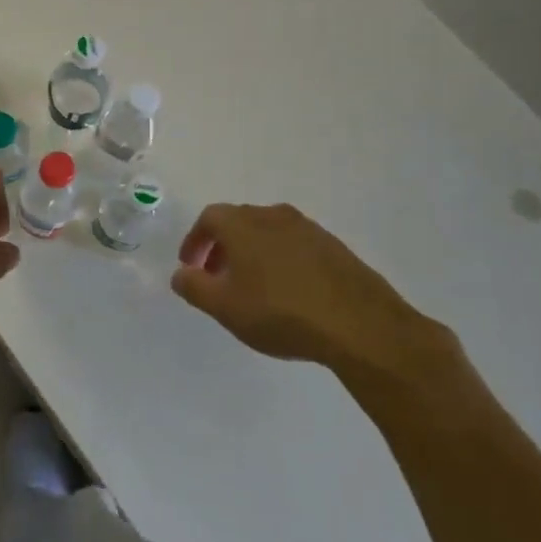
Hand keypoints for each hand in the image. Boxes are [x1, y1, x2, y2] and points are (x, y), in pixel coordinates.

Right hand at [171, 203, 462, 390]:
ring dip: (253, 253)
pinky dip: (280, 260)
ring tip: (252, 287)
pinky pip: (295, 246)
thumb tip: (180, 273)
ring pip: (269, 233)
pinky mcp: (335, 248)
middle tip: (217, 277)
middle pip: (239, 222)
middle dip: (222, 247)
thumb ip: (194, 287)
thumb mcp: (224, 307)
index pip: (210, 218)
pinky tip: (287, 292)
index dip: (195, 240)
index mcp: (244, 224)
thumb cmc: (280, 312)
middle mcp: (274, 216)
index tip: (191, 266)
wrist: (360, 325)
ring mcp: (309, 229)